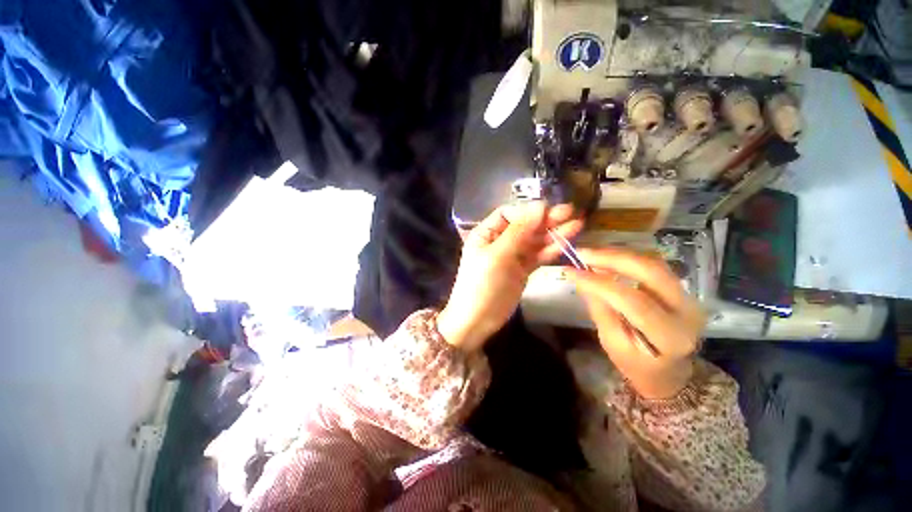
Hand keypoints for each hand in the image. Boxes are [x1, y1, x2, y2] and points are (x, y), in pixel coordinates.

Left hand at [437, 202, 582, 351]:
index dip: (528, 211)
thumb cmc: (482, 285)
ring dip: (553, 233)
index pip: (509, 214)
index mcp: (487, 233)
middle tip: (571, 212)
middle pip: (524, 225)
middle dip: (546, 219)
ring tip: (577, 225)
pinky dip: (551, 250)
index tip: (549, 210)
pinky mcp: (522, 269)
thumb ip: (518, 231)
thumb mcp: (497, 256)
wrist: (477, 320)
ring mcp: (512, 256)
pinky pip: (538, 256)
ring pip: (534, 241)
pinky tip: (566, 242)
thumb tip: (539, 205)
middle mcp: (500, 241)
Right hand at [565, 247, 705, 398]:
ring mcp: (688, 296)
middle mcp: (687, 311)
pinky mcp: (680, 288)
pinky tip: (606, 258)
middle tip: (582, 254)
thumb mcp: (613, 344)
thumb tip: (582, 279)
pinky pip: (652, 265)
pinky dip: (626, 258)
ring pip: (653, 263)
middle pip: (651, 272)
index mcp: (671, 336)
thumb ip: (600, 310)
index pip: (634, 302)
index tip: (571, 272)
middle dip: (613, 258)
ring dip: (618, 255)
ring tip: (590, 254)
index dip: (600, 283)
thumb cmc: (637, 364)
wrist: (668, 370)